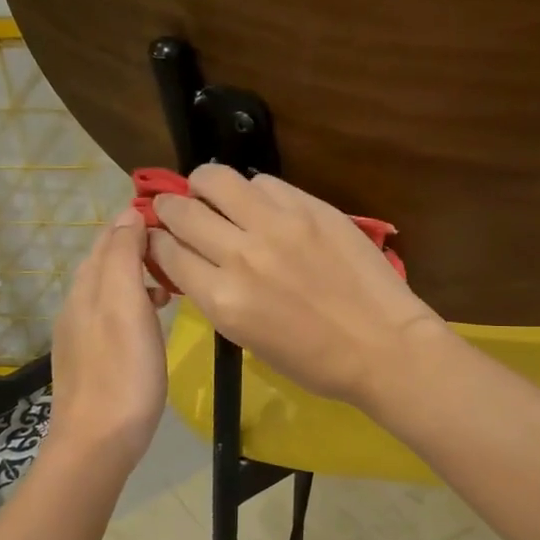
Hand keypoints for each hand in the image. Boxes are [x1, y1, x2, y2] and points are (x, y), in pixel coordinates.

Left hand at [45, 209, 168, 467]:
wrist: (97, 442)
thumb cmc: (122, 372)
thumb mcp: (126, 306)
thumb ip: (123, 258)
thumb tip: (128, 215)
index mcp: (88, 286)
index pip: (110, 236)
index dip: (139, 221)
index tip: (178, 220)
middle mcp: (78, 303)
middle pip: (107, 259)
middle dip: (141, 247)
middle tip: (181, 251)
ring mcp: (81, 332)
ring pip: (110, 287)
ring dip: (140, 275)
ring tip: (172, 285)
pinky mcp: (90, 357)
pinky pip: (112, 313)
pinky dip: (134, 302)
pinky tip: (152, 318)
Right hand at [149, 165, 446, 407]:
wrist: (382, 344)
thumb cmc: (315, 360)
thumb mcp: (248, 339)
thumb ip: (216, 295)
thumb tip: (196, 262)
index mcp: (222, 299)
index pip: (167, 252)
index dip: (157, 242)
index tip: (160, 237)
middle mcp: (240, 255)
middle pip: (182, 211)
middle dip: (170, 208)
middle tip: (177, 209)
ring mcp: (277, 225)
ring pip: (216, 179)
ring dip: (204, 185)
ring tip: (212, 192)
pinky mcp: (310, 207)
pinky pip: (264, 182)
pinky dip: (253, 190)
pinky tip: (261, 203)